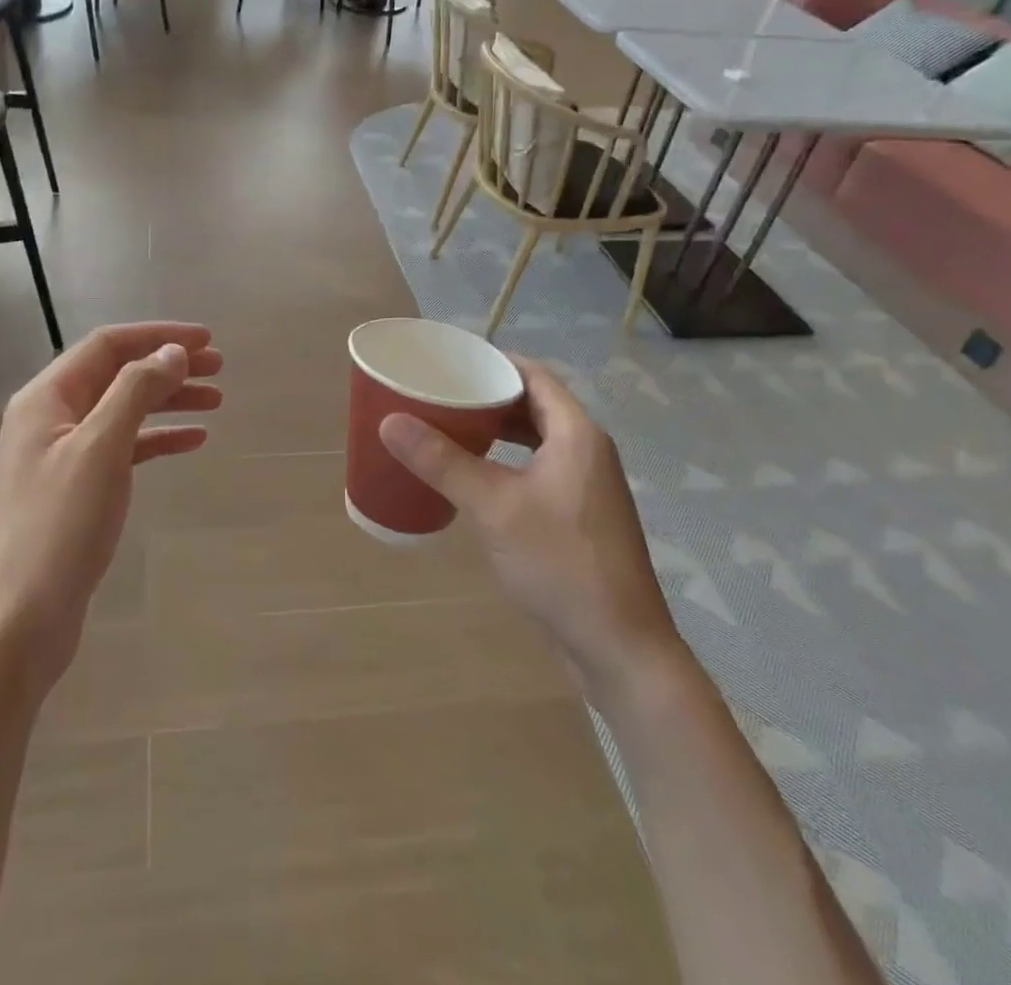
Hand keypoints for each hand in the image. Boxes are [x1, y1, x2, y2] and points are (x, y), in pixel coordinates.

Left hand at [0, 322, 222, 687]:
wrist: (17, 623)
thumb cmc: (58, 528)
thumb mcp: (100, 450)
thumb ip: (135, 392)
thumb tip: (172, 351)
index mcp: (46, 398)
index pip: (108, 345)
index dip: (158, 336)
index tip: (207, 339)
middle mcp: (50, 418)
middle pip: (117, 375)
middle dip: (168, 366)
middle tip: (219, 368)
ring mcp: (61, 455)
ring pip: (123, 411)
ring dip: (168, 401)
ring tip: (216, 401)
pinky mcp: (75, 489)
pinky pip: (123, 448)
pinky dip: (157, 440)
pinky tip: (192, 441)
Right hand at [378, 357, 681, 699]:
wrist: (620, 648)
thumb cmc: (560, 564)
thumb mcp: (493, 506)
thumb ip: (442, 461)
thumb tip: (391, 421)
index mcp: (577, 434)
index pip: (534, 376)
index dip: (494, 362)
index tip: (451, 361)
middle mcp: (587, 451)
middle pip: (534, 405)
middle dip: (489, 396)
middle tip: (440, 394)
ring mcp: (586, 487)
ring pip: (536, 440)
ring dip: (497, 431)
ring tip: (449, 427)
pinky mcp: (580, 517)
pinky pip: (538, 469)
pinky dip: (507, 462)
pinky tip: (475, 478)